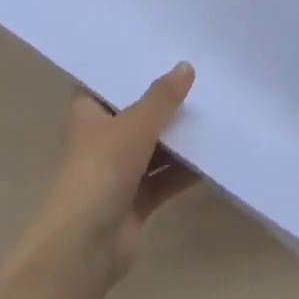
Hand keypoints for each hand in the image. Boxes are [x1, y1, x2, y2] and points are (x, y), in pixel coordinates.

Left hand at [35, 63, 197, 281]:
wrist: (85, 246)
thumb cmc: (101, 170)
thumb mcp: (134, 125)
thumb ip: (162, 98)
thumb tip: (185, 66)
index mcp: (88, 114)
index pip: (106, 83)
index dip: (128, 69)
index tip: (159, 52)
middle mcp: (101, 139)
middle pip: (135, 114)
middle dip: (162, 102)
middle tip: (197, 79)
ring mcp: (118, 172)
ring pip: (152, 147)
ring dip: (177, 137)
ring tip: (212, 112)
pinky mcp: (135, 201)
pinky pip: (164, 178)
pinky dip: (184, 171)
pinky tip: (213, 157)